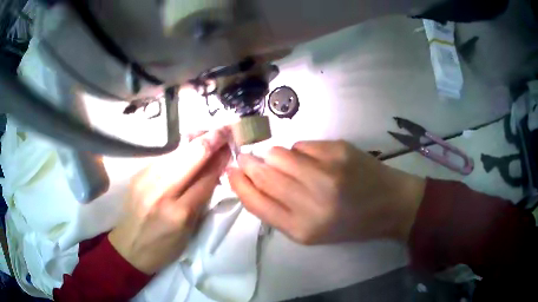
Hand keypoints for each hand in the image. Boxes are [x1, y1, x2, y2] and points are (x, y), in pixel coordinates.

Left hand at [109, 128, 230, 273]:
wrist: (129, 247)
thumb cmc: (164, 247)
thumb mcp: (189, 231)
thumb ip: (201, 199)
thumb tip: (215, 171)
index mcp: (179, 213)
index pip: (205, 179)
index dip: (220, 160)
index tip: (231, 145)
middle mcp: (161, 191)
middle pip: (190, 157)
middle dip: (211, 140)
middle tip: (226, 129)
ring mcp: (146, 179)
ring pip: (176, 152)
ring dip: (196, 140)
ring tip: (210, 132)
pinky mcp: (138, 173)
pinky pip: (164, 157)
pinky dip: (180, 149)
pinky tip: (189, 144)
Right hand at [227, 141, 425, 244]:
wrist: (388, 204)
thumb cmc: (349, 224)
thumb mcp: (310, 231)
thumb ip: (278, 210)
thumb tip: (250, 182)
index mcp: (302, 228)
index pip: (256, 202)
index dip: (238, 184)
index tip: (230, 171)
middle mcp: (312, 201)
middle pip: (263, 173)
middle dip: (249, 163)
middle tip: (247, 159)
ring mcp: (327, 171)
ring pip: (279, 153)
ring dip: (276, 157)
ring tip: (289, 165)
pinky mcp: (339, 150)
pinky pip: (302, 145)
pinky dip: (301, 152)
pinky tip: (316, 161)